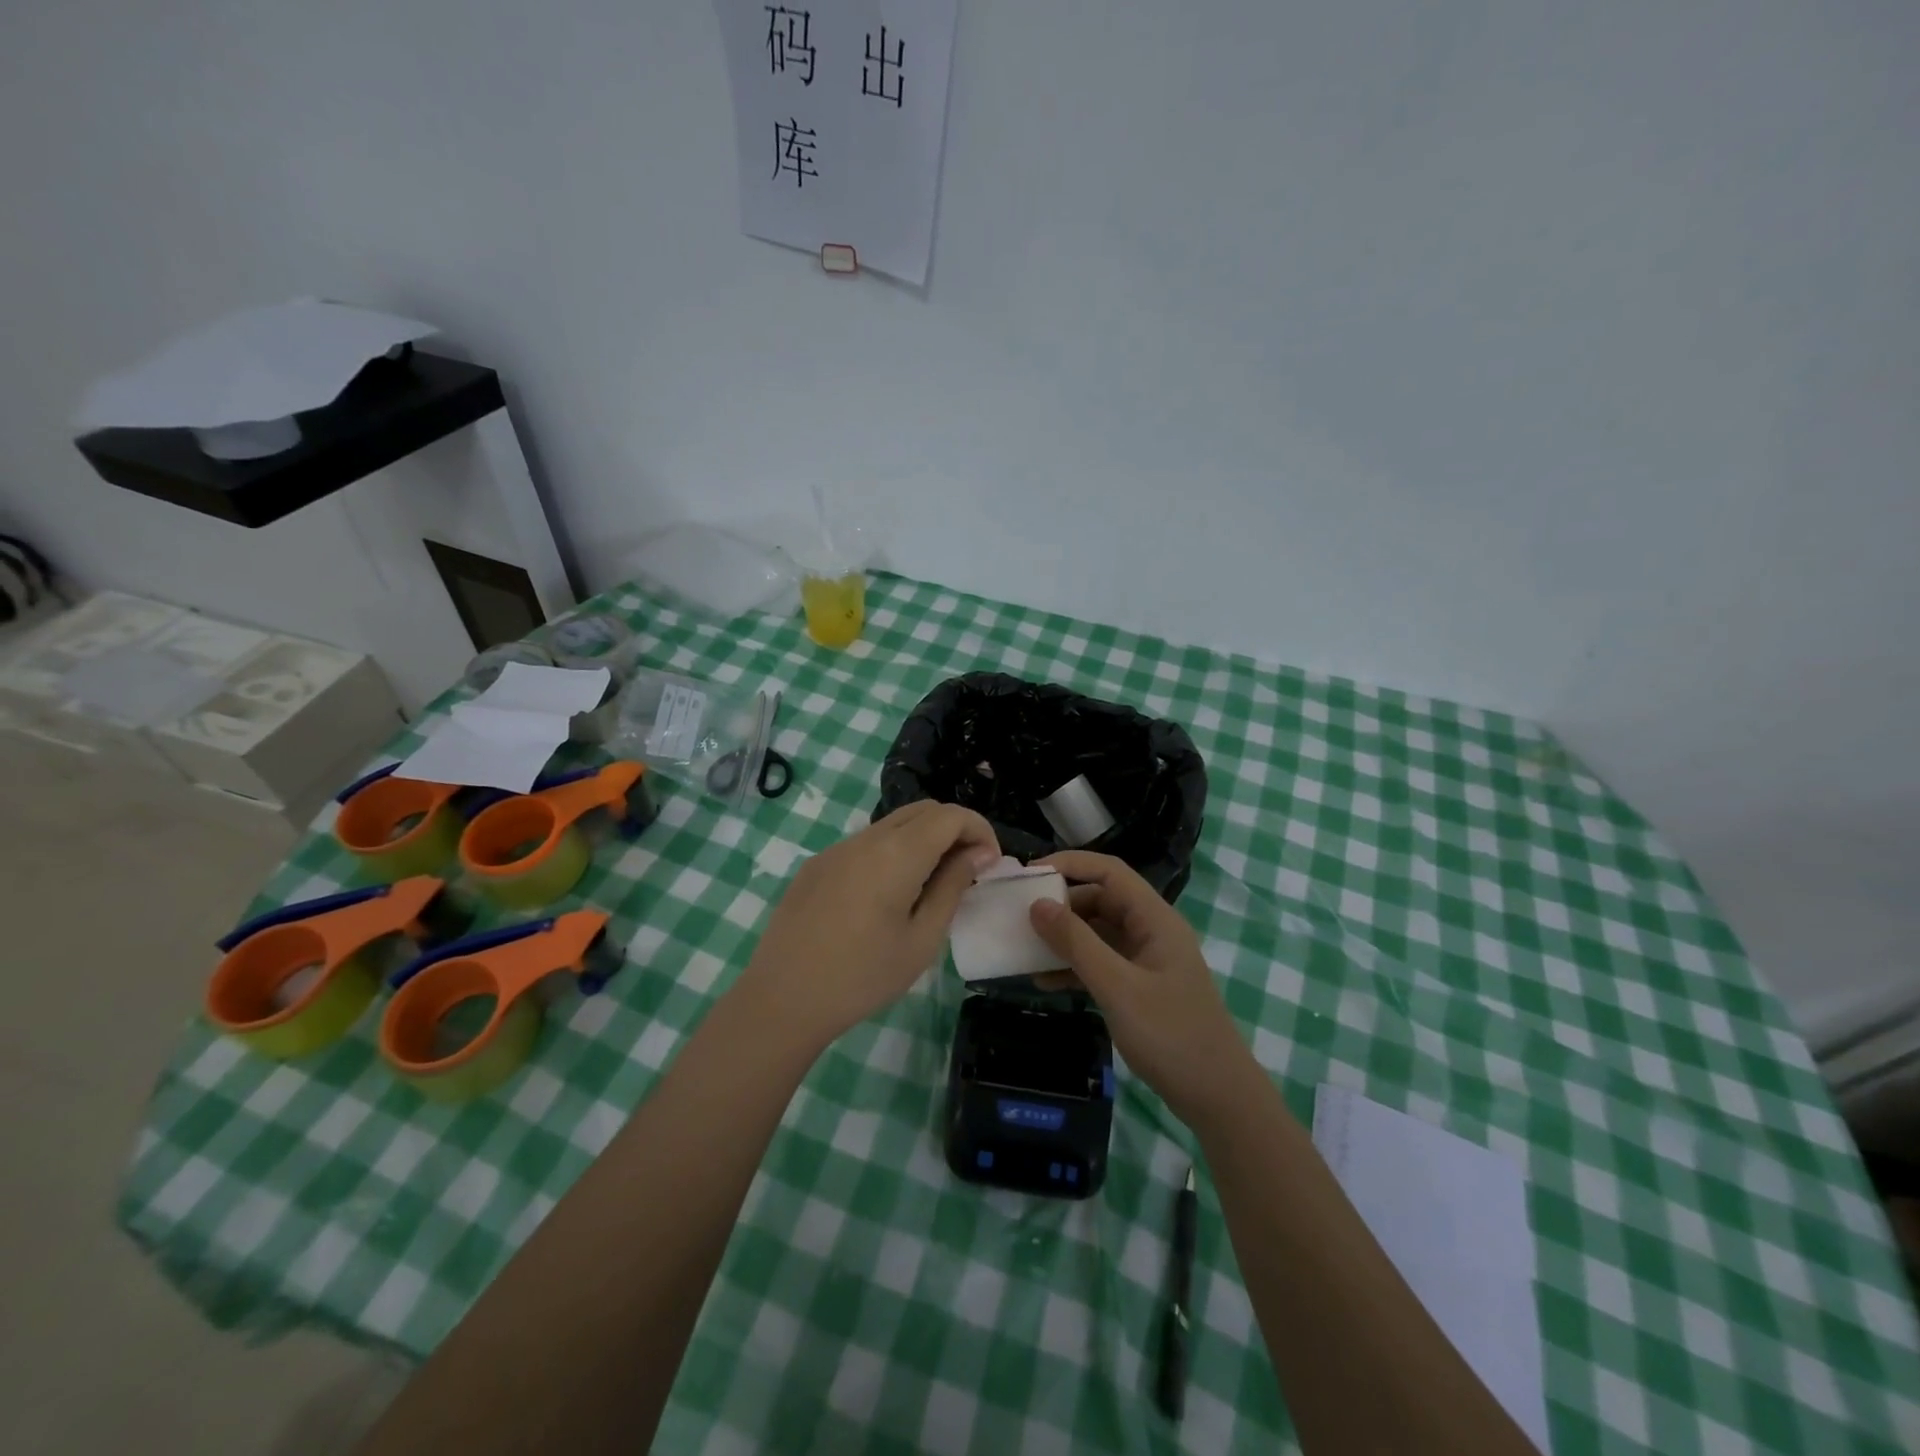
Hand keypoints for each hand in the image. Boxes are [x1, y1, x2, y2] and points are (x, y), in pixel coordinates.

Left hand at [733, 801, 999, 1048]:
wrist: (782, 998)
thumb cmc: (862, 977)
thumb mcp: (922, 939)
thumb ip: (952, 887)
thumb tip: (977, 854)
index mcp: (897, 854)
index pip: (951, 815)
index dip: (979, 829)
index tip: (990, 863)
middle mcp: (867, 838)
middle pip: (923, 810)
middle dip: (954, 829)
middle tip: (967, 870)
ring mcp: (837, 848)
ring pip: (893, 824)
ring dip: (923, 839)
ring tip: (931, 883)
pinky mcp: (817, 864)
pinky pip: (865, 843)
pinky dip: (892, 852)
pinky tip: (887, 895)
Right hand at [1029, 851, 1254, 1123]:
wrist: (1219, 1098)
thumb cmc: (1172, 1036)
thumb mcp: (1117, 987)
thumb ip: (1077, 943)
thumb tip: (1037, 904)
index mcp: (1155, 919)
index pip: (1109, 872)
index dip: (1069, 865)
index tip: (1029, 875)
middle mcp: (1151, 931)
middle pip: (1100, 900)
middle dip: (1060, 906)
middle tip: (1020, 917)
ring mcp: (1146, 960)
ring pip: (1097, 933)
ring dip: (1063, 940)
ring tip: (1025, 951)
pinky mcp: (1140, 988)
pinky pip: (1101, 963)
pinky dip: (1074, 968)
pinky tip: (1045, 982)